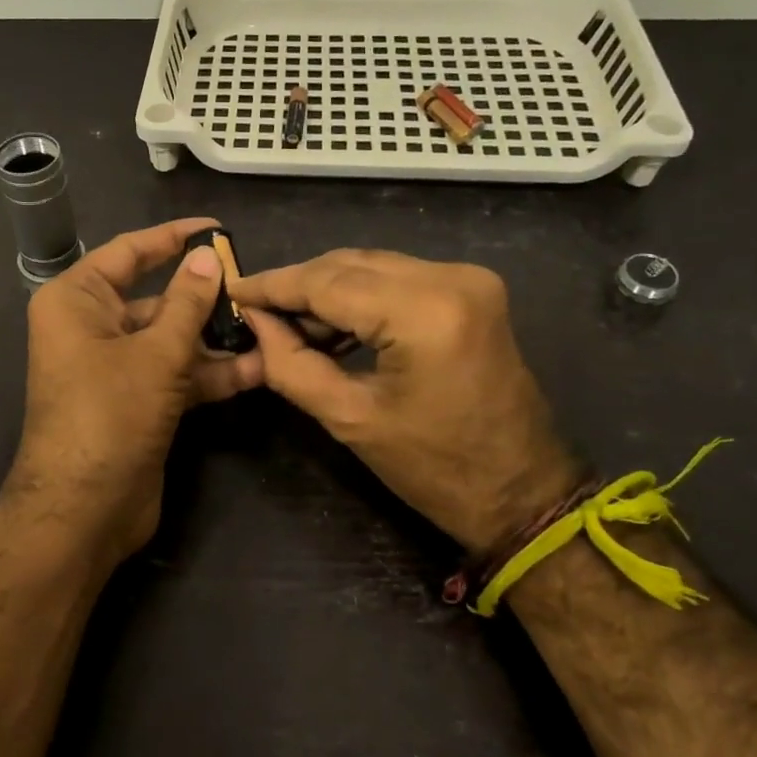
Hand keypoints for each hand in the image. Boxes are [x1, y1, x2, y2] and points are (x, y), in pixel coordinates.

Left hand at [7, 218, 263, 559]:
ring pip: (170, 339)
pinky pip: (174, 374)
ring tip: (268, 331)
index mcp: (77, 300)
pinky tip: (257, 371)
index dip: (173, 238)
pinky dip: (209, 374)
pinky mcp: (135, 401)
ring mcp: (114, 367)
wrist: (84, 510)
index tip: (217, 227)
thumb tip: (209, 256)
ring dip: (215, 341)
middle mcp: (91, 327)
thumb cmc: (110, 414)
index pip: (129, 252)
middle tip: (255, 288)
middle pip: (155, 298)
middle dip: (205, 298)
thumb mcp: (156, 353)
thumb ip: (187, 302)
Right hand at [231, 249, 579, 558]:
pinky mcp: (472, 290)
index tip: (232, 290)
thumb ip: (292, 364)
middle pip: (348, 264)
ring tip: (286, 323)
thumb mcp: (350, 419)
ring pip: (371, 267)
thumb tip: (255, 324)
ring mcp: (467, 279)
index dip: (273, 286)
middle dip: (297, 286)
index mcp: (424, 312)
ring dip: (326, 290)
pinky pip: (397, 278)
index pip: (327, 283)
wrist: (523, 492)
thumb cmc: (435, 469)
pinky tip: (330, 323)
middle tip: (255, 311)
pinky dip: (360, 296)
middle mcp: (450, 278)